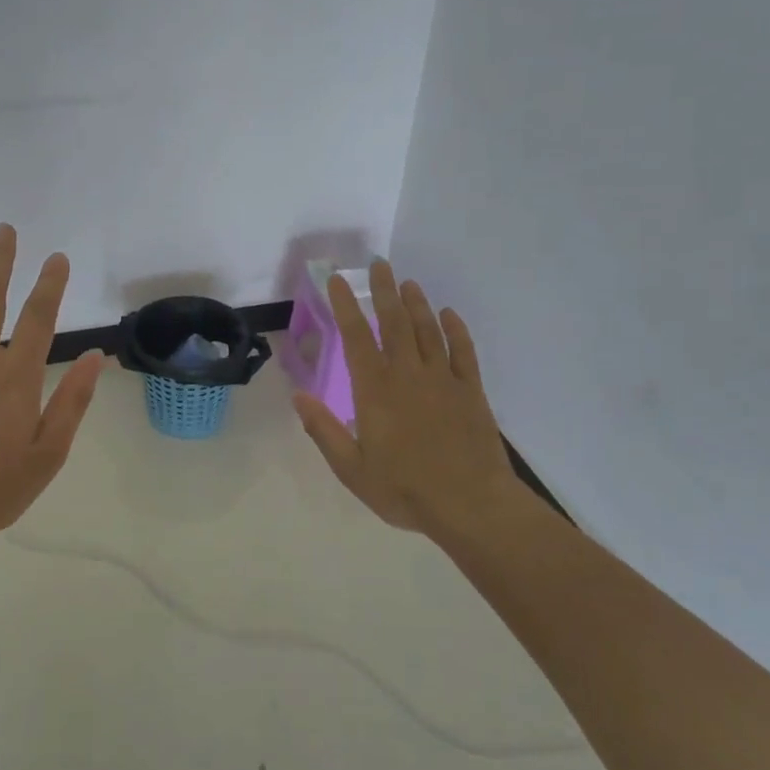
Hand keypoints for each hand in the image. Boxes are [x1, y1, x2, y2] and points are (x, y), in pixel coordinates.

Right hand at [292, 259, 524, 536]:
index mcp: (375, 390)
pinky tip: (449, 315)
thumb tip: (298, 397)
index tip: (337, 281)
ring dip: (417, 304)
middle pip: (395, 322)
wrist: (472, 505)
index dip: (345, 306)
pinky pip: (463, 352)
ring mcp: (443, 380)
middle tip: (379, 264)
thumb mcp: (352, 468)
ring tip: (408, 282)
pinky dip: (456, 330)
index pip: (357, 337)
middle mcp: (408, 374)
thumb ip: (324, 430)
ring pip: (428, 330)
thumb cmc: (405, 489)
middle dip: (384, 291)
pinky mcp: (471, 391)